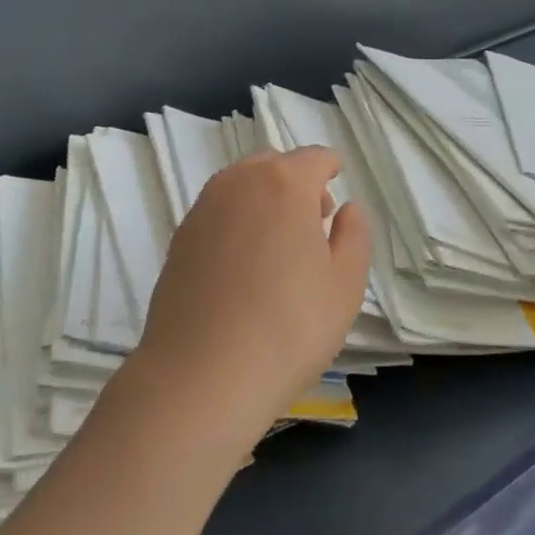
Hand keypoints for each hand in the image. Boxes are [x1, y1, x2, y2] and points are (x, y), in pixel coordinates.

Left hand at [135, 148, 371, 450]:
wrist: (201, 376)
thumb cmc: (289, 328)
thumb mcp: (345, 285)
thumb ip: (354, 235)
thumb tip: (348, 208)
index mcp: (284, 183)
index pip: (315, 158)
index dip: (331, 168)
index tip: (338, 184)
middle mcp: (240, 182)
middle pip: (274, 165)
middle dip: (297, 182)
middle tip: (314, 221)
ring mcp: (203, 208)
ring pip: (242, 186)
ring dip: (264, 199)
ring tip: (278, 245)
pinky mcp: (179, 237)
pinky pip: (218, 212)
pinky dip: (237, 221)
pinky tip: (243, 265)